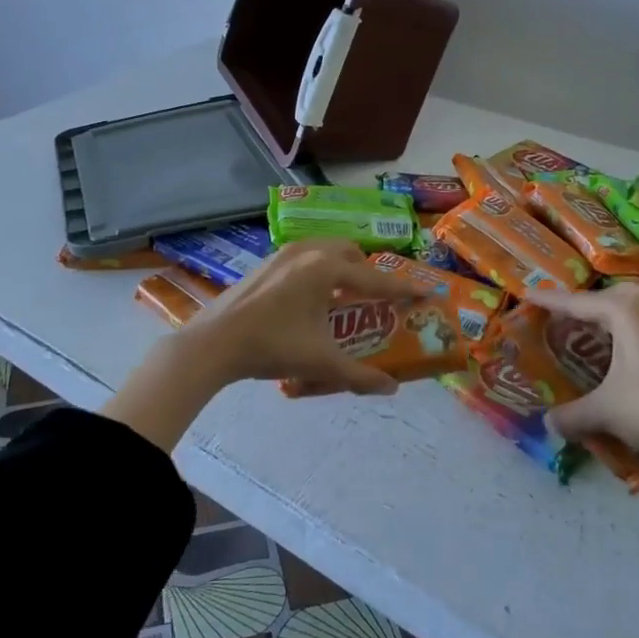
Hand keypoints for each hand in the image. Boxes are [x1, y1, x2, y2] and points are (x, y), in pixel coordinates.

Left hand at [189, 239, 419, 396]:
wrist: (213, 342)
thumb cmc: (272, 347)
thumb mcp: (320, 363)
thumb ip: (359, 376)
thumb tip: (391, 388)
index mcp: (327, 270)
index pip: (376, 280)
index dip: (404, 288)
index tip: (426, 291)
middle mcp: (309, 252)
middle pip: (351, 253)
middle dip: (368, 273)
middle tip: (375, 299)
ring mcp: (283, 253)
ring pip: (326, 249)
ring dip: (342, 268)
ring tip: (343, 296)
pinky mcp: (266, 261)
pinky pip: (306, 256)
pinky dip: (319, 269)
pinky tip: (310, 298)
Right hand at [534, 283, 638, 456]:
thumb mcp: (605, 411)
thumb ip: (572, 415)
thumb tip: (548, 423)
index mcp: (625, 311)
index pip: (578, 302)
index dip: (550, 301)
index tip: (528, 294)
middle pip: (608, 297)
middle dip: (584, 306)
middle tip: (562, 320)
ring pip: (634, 306)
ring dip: (612, 316)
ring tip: (594, 333)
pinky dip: (633, 328)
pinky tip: (628, 351)